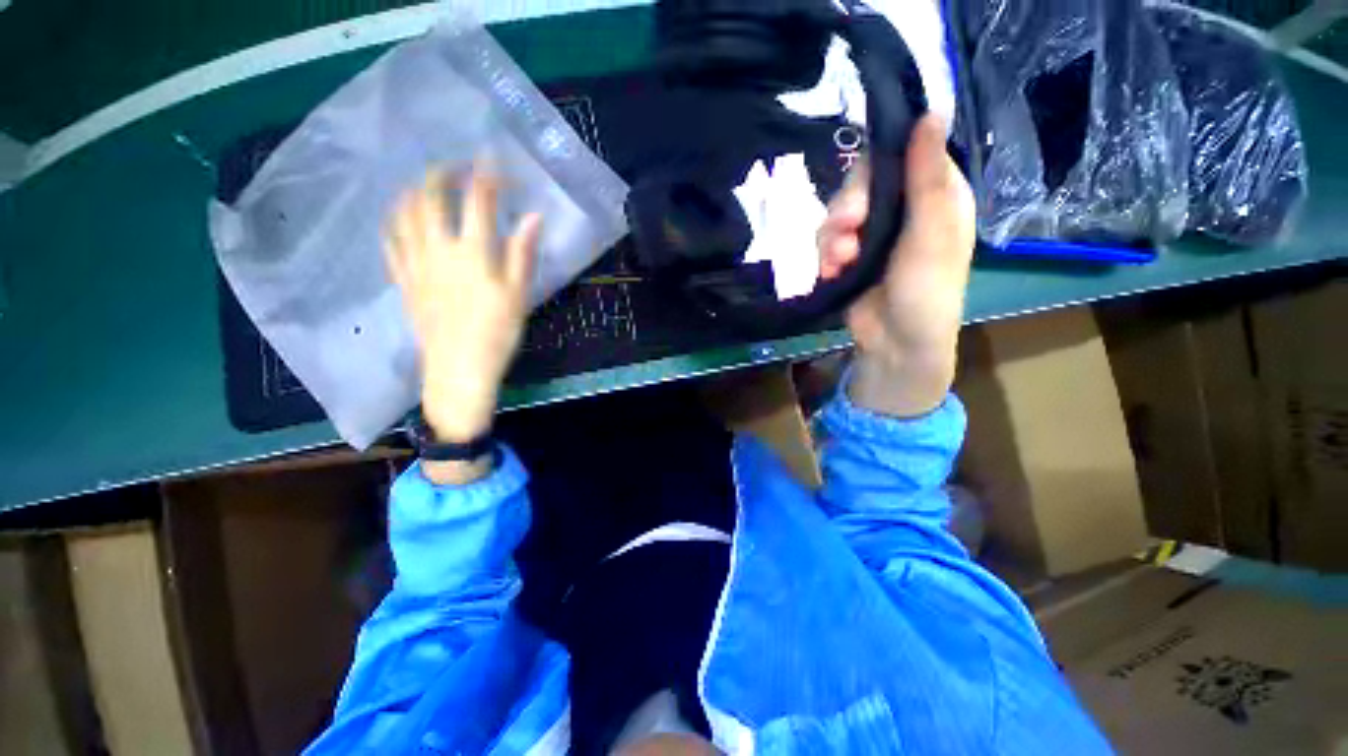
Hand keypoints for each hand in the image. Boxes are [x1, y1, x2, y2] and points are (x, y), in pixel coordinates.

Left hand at [386, 168, 541, 459]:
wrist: (459, 369)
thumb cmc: (497, 334)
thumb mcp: (519, 296)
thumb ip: (522, 253)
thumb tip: (534, 217)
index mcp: (474, 253)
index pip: (478, 200)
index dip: (487, 175)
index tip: (494, 160)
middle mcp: (439, 249)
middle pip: (431, 197)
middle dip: (442, 172)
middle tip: (454, 165)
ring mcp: (416, 264)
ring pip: (404, 214)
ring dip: (413, 191)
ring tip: (425, 184)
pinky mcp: (404, 281)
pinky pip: (391, 243)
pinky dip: (395, 223)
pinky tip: (401, 219)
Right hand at [818, 114, 976, 416]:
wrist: (896, 344)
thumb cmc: (927, 290)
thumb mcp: (932, 233)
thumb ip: (928, 177)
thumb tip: (932, 111)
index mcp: (933, 195)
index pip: (899, 155)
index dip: (876, 166)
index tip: (864, 189)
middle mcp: (901, 209)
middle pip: (860, 184)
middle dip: (847, 208)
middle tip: (847, 231)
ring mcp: (871, 234)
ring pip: (837, 213)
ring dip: (832, 237)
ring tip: (840, 261)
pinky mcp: (848, 257)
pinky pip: (825, 240)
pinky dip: (824, 255)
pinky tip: (831, 272)